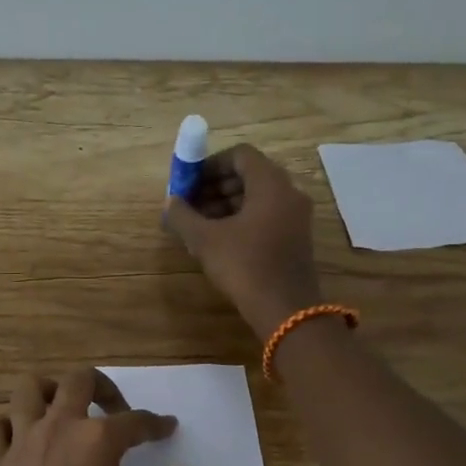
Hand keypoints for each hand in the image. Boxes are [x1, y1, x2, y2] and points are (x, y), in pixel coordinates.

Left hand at [0, 369, 199, 465]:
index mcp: (97, 440)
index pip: (135, 421)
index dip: (156, 424)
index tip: (167, 428)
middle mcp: (59, 427)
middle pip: (79, 381)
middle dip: (103, 387)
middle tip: (115, 411)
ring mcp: (21, 441)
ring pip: (28, 390)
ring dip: (48, 392)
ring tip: (63, 409)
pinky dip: (3, 426)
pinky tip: (19, 439)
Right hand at [162, 144, 323, 336]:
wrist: (285, 310)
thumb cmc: (244, 266)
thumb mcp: (205, 240)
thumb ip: (183, 216)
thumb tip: (169, 203)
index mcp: (271, 183)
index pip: (240, 155)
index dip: (210, 164)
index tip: (188, 182)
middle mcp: (289, 193)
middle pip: (249, 175)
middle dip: (215, 185)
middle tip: (190, 204)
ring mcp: (296, 216)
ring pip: (257, 197)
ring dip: (226, 204)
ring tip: (199, 224)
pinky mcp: (295, 238)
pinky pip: (266, 216)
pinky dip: (242, 219)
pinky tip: (219, 240)